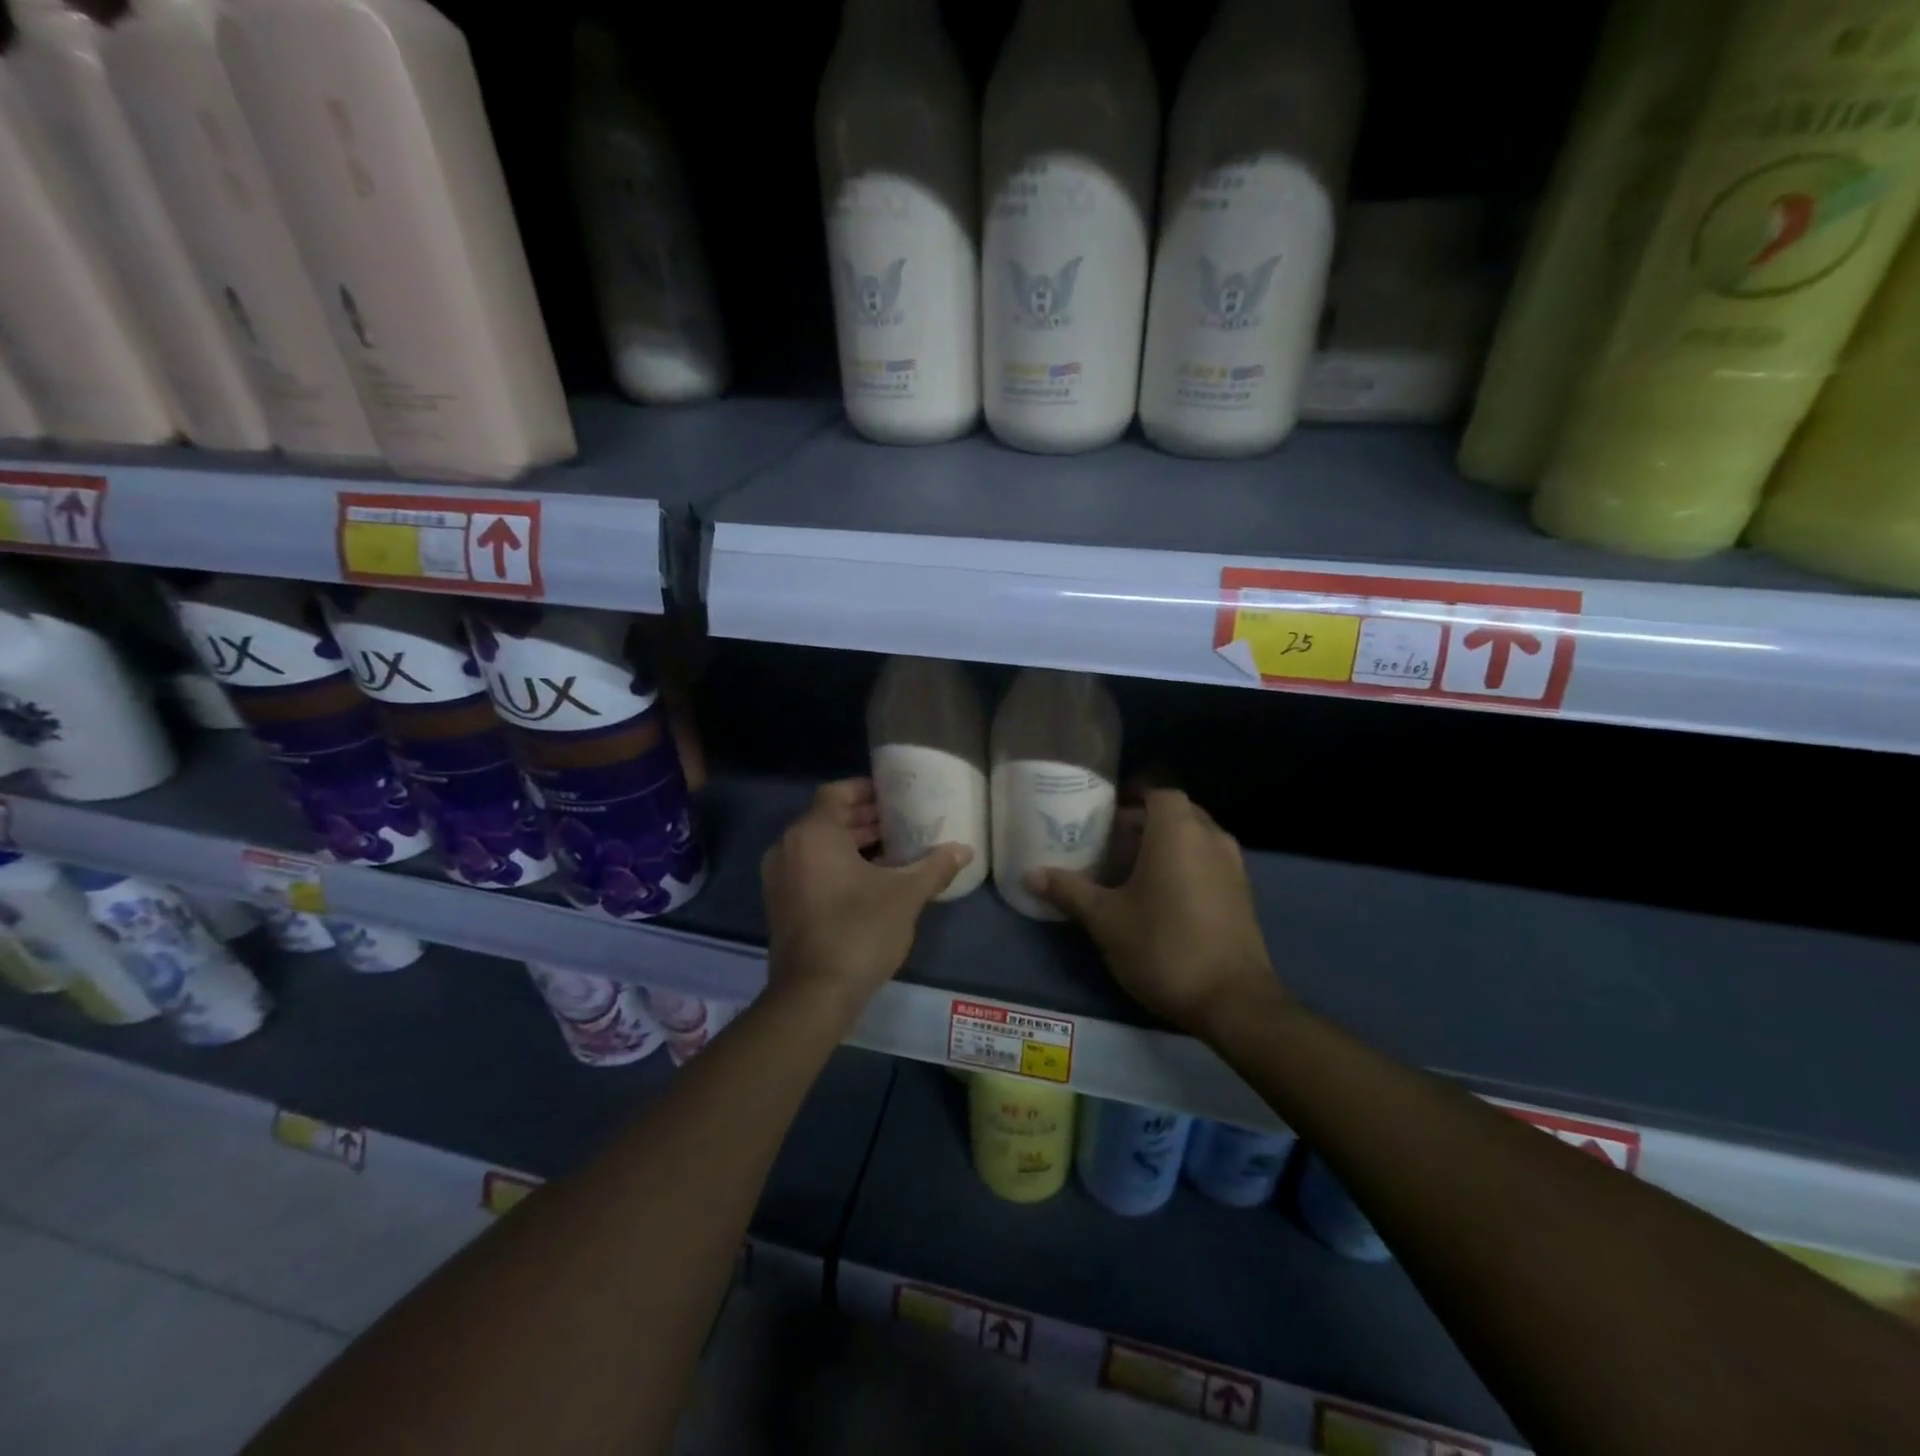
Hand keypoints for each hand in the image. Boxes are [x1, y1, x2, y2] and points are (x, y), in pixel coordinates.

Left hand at [761, 779, 971, 1021]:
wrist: (813, 995)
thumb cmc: (859, 932)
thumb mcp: (905, 896)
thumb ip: (934, 867)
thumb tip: (965, 850)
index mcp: (813, 834)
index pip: (837, 793)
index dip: (866, 789)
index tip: (895, 795)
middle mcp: (788, 847)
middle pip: (827, 818)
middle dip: (864, 817)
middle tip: (902, 821)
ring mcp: (779, 877)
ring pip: (818, 845)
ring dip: (852, 842)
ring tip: (893, 849)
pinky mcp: (781, 903)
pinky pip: (809, 868)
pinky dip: (836, 864)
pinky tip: (871, 879)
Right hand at [1026, 788, 1279, 1035]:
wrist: (1232, 1001)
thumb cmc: (1163, 946)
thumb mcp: (1105, 919)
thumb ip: (1069, 890)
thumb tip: (1029, 874)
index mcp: (1178, 830)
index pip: (1156, 792)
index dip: (1129, 800)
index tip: (1103, 817)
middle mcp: (1211, 837)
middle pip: (1175, 814)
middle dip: (1143, 824)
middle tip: (1109, 845)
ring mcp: (1233, 866)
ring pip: (1194, 839)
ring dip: (1166, 847)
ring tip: (1131, 872)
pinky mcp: (1243, 894)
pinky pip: (1209, 862)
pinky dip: (1186, 867)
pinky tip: (1161, 898)